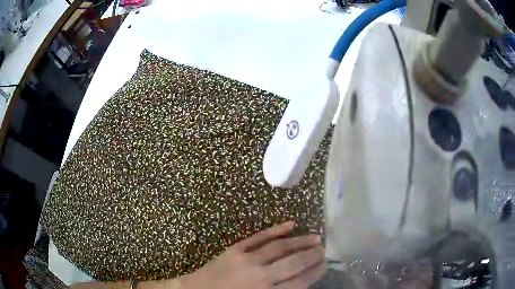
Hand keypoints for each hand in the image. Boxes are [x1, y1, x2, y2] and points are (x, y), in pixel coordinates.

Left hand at [180, 221, 325, 288]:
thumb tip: (301, 284)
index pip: (299, 282)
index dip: (315, 272)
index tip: (325, 264)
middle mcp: (260, 276)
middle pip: (293, 263)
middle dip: (312, 256)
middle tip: (324, 249)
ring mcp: (246, 259)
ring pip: (280, 248)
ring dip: (299, 241)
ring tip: (316, 237)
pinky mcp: (235, 249)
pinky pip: (259, 237)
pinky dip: (276, 229)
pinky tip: (290, 224)